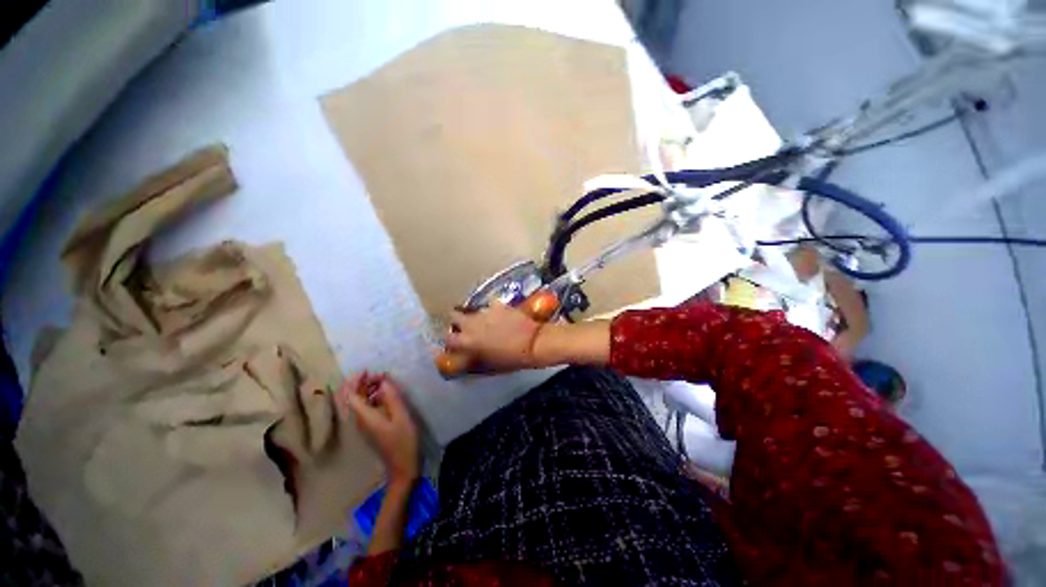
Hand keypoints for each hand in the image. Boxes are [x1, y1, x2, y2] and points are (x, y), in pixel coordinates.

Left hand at [338, 372, 418, 487]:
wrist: (403, 467)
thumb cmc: (403, 442)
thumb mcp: (401, 417)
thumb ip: (392, 398)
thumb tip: (383, 381)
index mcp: (365, 417)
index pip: (350, 395)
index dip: (355, 380)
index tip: (368, 370)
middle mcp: (360, 420)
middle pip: (353, 397)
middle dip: (362, 382)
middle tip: (380, 374)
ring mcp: (365, 424)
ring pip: (359, 401)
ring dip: (368, 388)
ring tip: (384, 380)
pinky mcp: (372, 426)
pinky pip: (367, 406)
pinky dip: (373, 396)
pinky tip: (386, 393)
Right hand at [445, 302, 545, 371]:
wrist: (532, 343)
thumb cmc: (510, 358)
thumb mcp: (488, 363)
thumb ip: (474, 355)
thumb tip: (468, 352)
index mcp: (467, 341)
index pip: (448, 338)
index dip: (451, 340)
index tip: (455, 342)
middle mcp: (471, 323)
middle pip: (454, 315)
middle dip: (457, 320)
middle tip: (465, 326)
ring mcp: (485, 312)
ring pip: (473, 310)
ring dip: (476, 315)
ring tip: (485, 321)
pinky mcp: (498, 305)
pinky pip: (490, 305)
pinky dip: (493, 309)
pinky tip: (499, 314)